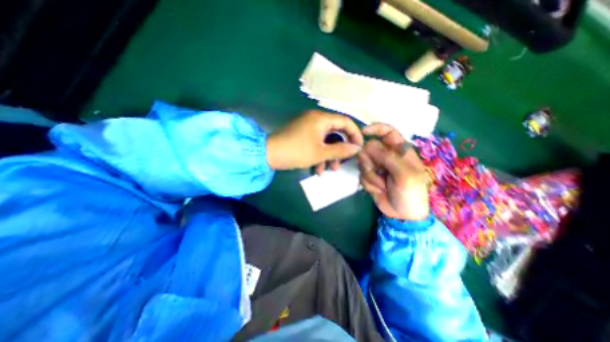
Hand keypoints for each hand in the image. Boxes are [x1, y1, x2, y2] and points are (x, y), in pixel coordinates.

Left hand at [266, 111, 361, 171]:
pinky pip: (316, 143)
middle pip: (336, 133)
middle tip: (342, 163)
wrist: (269, 155)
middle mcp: (316, 119)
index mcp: (321, 119)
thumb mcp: (321, 153)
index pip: (346, 121)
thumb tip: (357, 148)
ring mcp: (308, 127)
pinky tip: (316, 169)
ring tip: (328, 170)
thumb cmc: (296, 151)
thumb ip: (341, 150)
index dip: (355, 134)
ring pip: (326, 140)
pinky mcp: (303, 135)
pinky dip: (319, 155)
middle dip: (340, 150)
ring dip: (329, 156)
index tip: (359, 148)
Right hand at [359, 124, 427, 220]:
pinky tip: (378, 189)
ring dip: (370, 174)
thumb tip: (368, 144)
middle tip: (380, 172)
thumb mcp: (404, 174)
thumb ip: (387, 158)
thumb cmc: (411, 192)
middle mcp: (386, 156)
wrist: (403, 214)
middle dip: (371, 161)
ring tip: (382, 184)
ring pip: (363, 162)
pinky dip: (368, 183)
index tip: (363, 133)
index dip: (376, 129)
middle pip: (369, 148)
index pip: (388, 132)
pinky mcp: (369, 177)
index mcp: (400, 151)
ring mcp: (376, 167)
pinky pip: (361, 174)